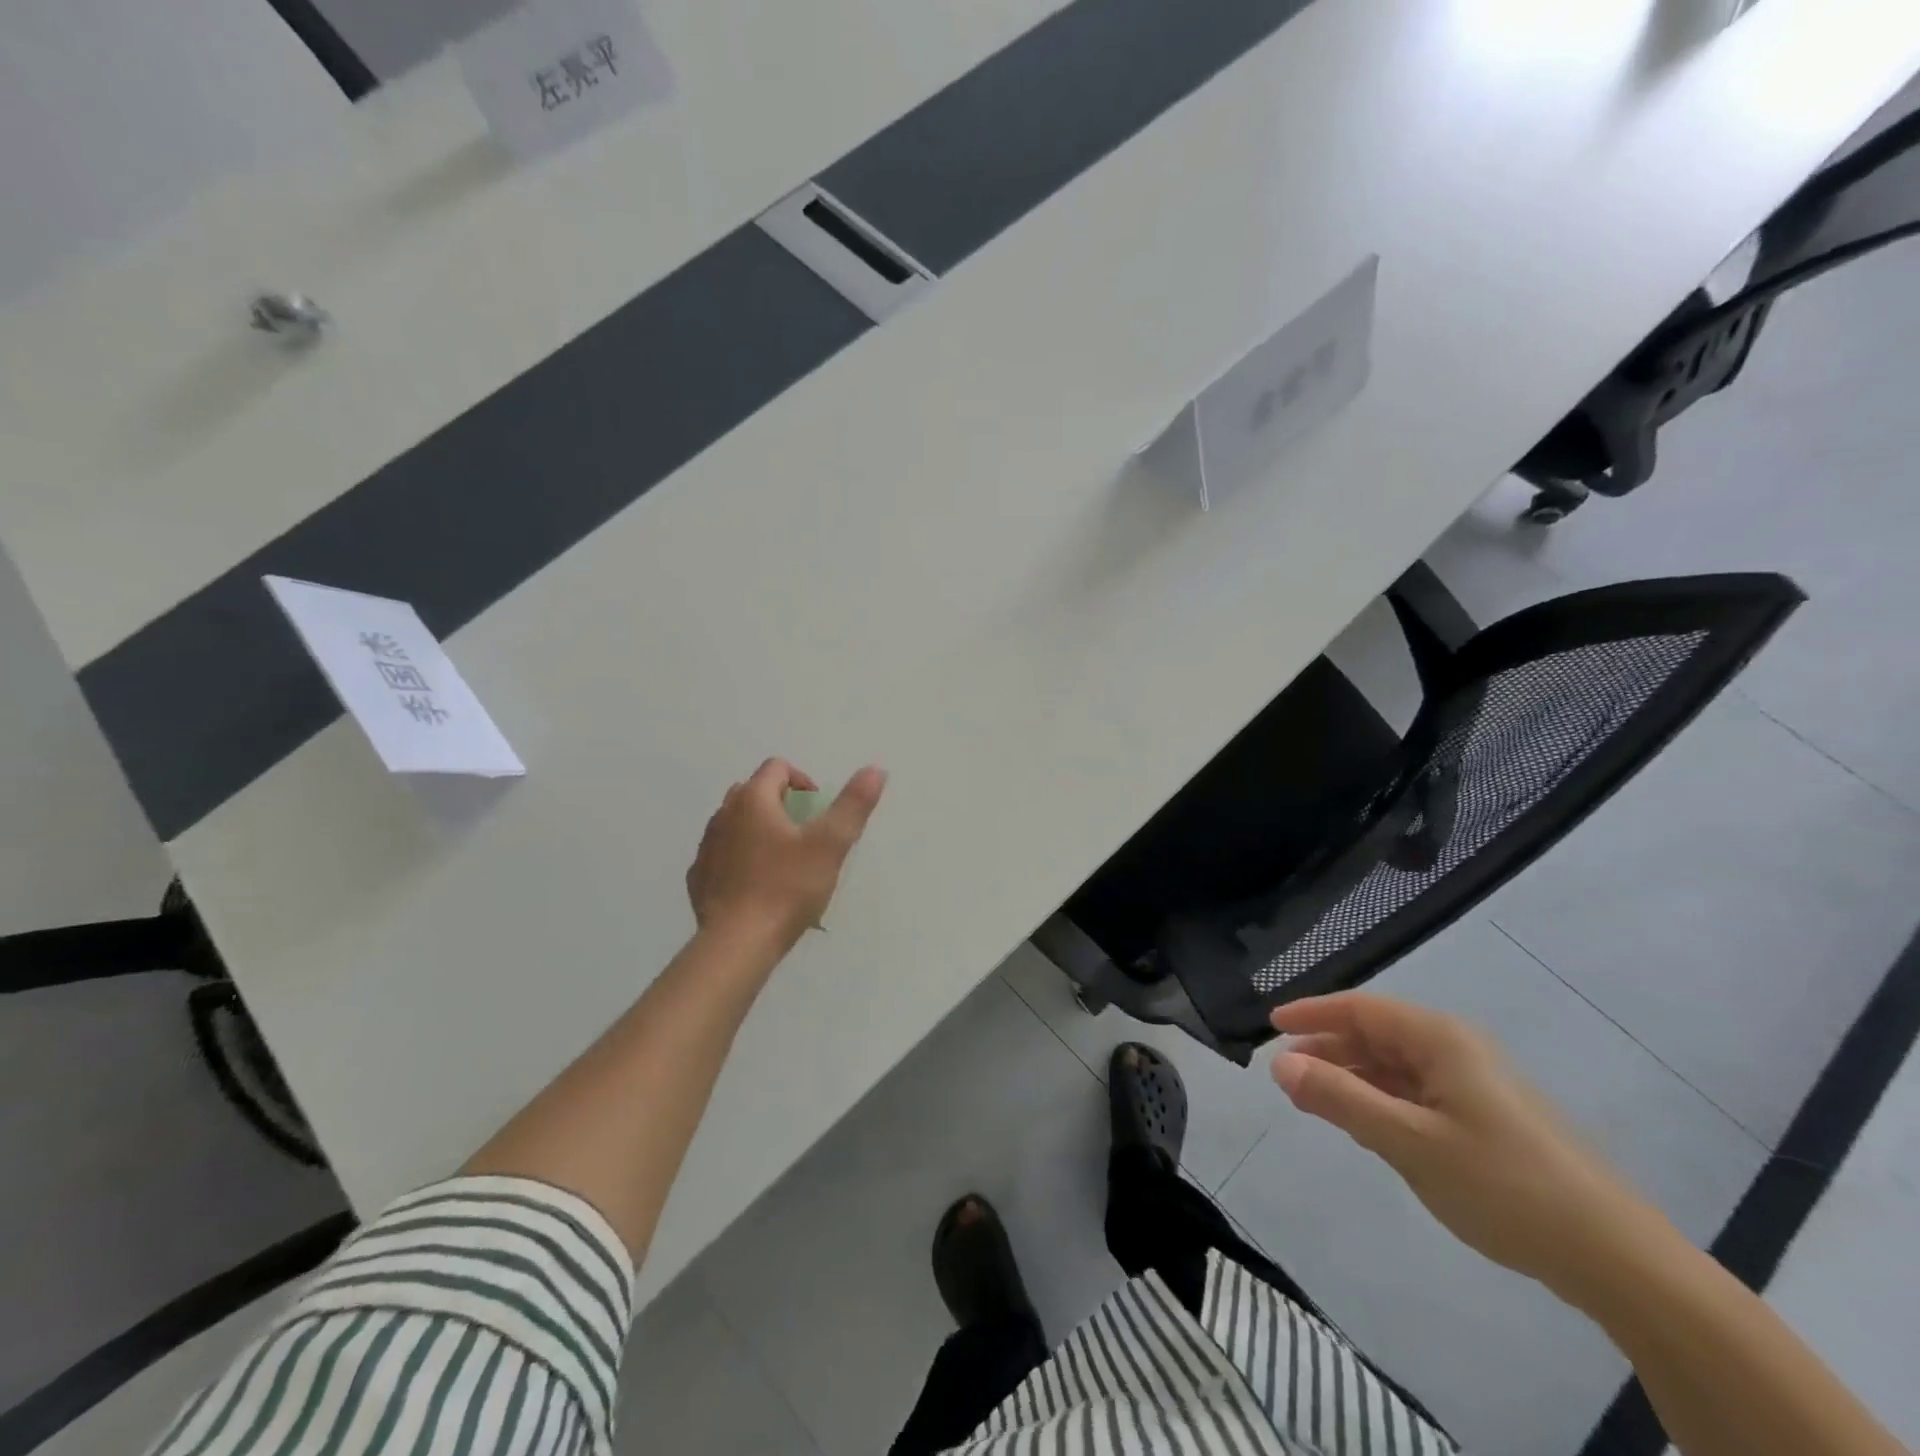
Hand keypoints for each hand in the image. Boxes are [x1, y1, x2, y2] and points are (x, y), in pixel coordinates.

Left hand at [686, 759, 886, 949]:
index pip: (777, 768)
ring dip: (758, 829)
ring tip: (783, 860)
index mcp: (753, 800)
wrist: (737, 943)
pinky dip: (739, 858)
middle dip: (779, 803)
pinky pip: (721, 854)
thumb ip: (853, 804)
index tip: (819, 809)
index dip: (802, 780)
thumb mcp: (831, 844)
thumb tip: (875, 769)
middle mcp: (723, 814)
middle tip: (804, 833)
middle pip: (752, 791)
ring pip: (734, 823)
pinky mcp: (698, 877)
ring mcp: (707, 847)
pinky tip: (757, 884)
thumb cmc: (787, 888)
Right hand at [1269, 992, 1657, 1300]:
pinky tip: (1365, 1126)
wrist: (1615, 1257)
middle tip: (1286, 1074)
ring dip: (1352, 1078)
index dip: (1311, 1013)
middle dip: (1328, 1049)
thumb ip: (1339, 1099)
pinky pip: (1417, 1093)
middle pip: (1376, 1034)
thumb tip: (1279, 1064)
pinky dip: (1381, 1101)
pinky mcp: (1486, 1117)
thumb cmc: (1504, 1185)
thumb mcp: (1409, 1142)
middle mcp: (1456, 1049)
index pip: (1360, 1009)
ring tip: (1314, 1102)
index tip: (1270, 1025)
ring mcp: (1474, 1083)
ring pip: (1395, 1066)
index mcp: (1439, 1039)